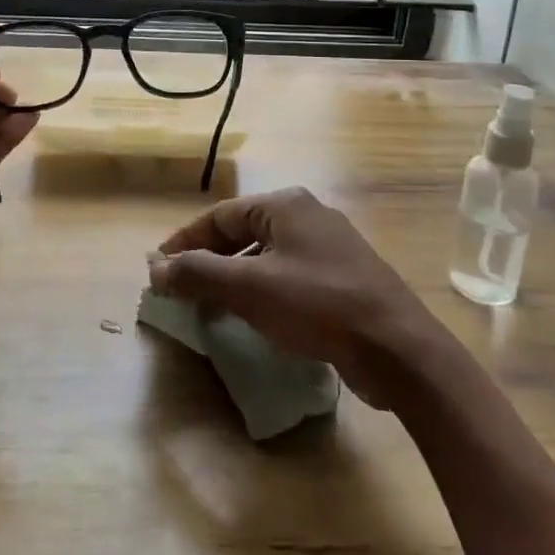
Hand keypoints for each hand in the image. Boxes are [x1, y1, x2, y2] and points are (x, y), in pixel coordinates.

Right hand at [147, 187, 442, 406]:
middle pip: (243, 232)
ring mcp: (330, 246)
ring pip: (267, 256)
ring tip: (211, 305)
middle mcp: (307, 215)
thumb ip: (198, 274)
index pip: (220, 215)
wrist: (398, 349)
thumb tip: (155, 268)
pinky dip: (264, 290)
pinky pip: (290, 275)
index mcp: (285, 204)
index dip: (185, 241)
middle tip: (182, 287)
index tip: (159, 267)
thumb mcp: (249, 288)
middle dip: (210, 259)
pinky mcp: (344, 278)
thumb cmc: (318, 305)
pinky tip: (256, 316)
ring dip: (235, 277)